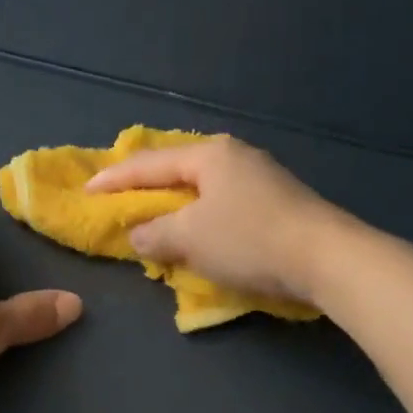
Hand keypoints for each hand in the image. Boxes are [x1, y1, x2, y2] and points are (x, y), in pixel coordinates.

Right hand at [85, 136, 351, 305]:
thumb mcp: (190, 238)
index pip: (149, 164)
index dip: (114, 179)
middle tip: (118, 198)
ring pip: (202, 189)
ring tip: (153, 217)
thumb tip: (139, 236)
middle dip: (146, 187)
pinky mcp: (277, 203)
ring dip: (174, 205)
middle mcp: (235, 157)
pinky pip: (222, 205)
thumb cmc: (249, 240)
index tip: (86, 190)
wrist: (326, 258)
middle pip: (177, 170)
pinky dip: (200, 217)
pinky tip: (196, 230)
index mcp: (209, 155)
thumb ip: (155, 235)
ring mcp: (260, 178)